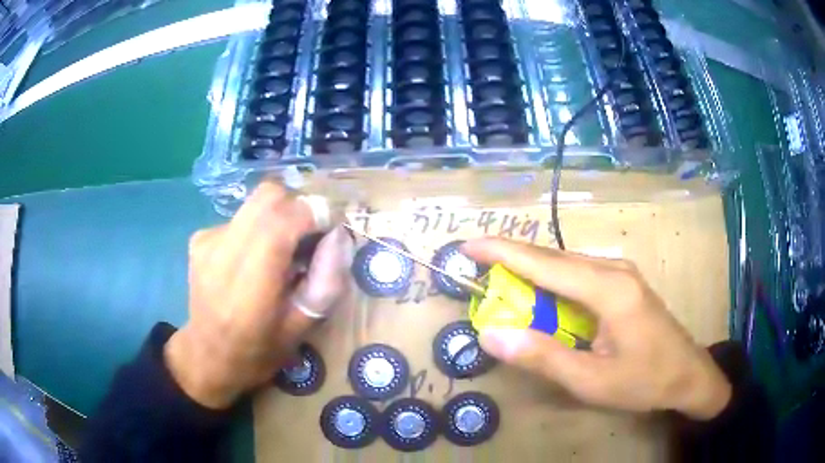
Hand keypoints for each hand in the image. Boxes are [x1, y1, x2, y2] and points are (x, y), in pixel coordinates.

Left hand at [164, 181, 352, 408]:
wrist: (207, 356)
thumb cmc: (259, 351)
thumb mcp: (303, 327)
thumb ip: (327, 280)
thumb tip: (339, 234)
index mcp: (251, 282)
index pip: (287, 216)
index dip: (317, 214)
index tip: (329, 233)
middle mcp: (223, 250)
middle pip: (271, 194)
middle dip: (299, 208)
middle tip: (307, 241)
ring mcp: (207, 239)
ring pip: (256, 202)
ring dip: (279, 218)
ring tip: (280, 254)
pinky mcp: (200, 237)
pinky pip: (241, 216)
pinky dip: (257, 229)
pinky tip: (253, 260)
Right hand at [462, 238, 731, 420]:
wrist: (687, 375)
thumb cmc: (644, 381)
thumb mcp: (591, 380)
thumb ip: (542, 357)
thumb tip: (491, 335)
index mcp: (608, 289)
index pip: (544, 264)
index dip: (502, 252)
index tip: (467, 246)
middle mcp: (613, 270)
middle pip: (553, 259)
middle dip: (512, 261)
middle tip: (476, 269)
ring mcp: (620, 274)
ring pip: (565, 266)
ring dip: (531, 274)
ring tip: (501, 286)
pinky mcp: (622, 284)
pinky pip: (578, 276)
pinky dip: (551, 285)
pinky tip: (541, 300)